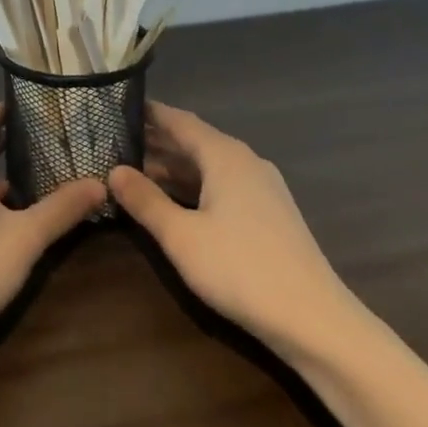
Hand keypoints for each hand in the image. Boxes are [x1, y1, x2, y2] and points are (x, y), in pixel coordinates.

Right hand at [109, 102, 353, 359]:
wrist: (313, 319)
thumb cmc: (241, 269)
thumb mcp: (181, 236)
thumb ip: (145, 201)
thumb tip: (113, 170)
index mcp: (225, 155)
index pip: (180, 120)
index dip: (149, 113)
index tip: (117, 107)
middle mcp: (245, 161)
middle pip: (194, 141)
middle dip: (156, 142)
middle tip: (114, 142)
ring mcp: (261, 188)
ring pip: (208, 166)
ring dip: (173, 167)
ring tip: (134, 170)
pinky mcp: (268, 213)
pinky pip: (222, 185)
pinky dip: (194, 186)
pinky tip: (173, 201)